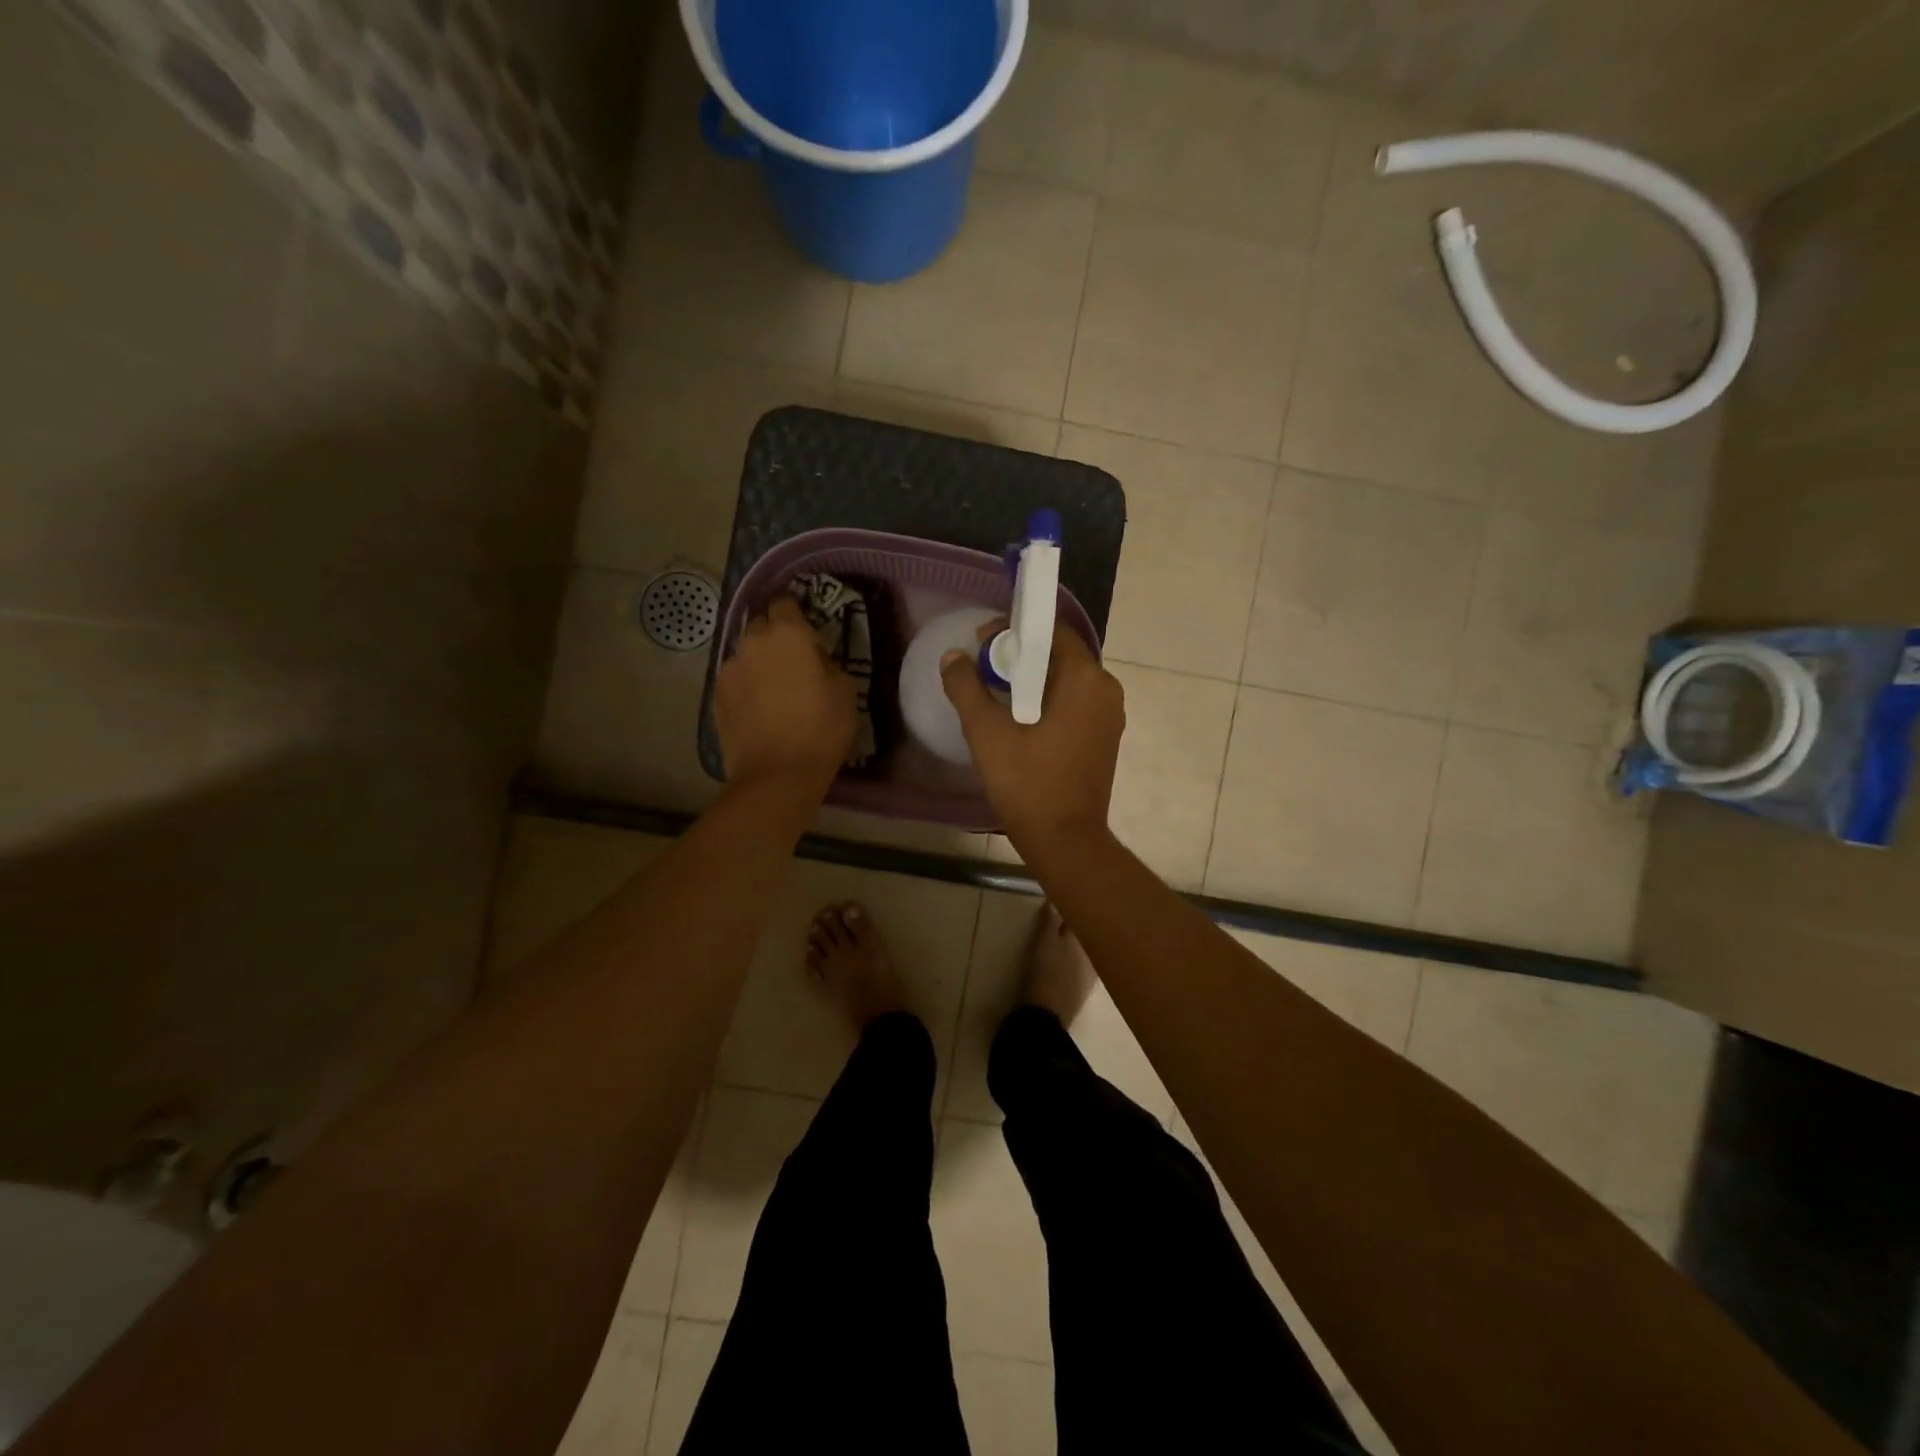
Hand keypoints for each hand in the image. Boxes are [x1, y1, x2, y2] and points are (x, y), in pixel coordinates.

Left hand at [716, 597, 857, 794]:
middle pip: (761, 625)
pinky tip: (759, 708)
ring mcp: (729, 669)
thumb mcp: (845, 690)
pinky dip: (746, 686)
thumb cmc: (821, 729)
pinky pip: (735, 679)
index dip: (795, 612)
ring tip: (774, 688)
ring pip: (746, 654)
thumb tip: (813, 659)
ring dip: (759, 662)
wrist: (777, 775)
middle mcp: (752, 642)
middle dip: (775, 635)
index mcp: (788, 634)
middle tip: (793, 660)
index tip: (806, 627)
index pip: (785, 602)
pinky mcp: (716, 695)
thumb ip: (826, 662)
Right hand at [940, 620, 1124, 851]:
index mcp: (1085, 679)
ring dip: (1032, 679)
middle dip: (1020, 655)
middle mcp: (1106, 689)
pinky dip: (1048, 699)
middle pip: (1060, 654)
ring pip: (1067, 679)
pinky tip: (1020, 718)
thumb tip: (952, 657)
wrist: (1066, 841)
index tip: (981, 644)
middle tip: (982, 669)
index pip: (1051, 631)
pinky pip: (1075, 702)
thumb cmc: (1028, 783)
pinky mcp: (1105, 737)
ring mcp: (1110, 715)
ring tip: (995, 693)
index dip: (1014, 630)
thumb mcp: (987, 733)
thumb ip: (966, 687)